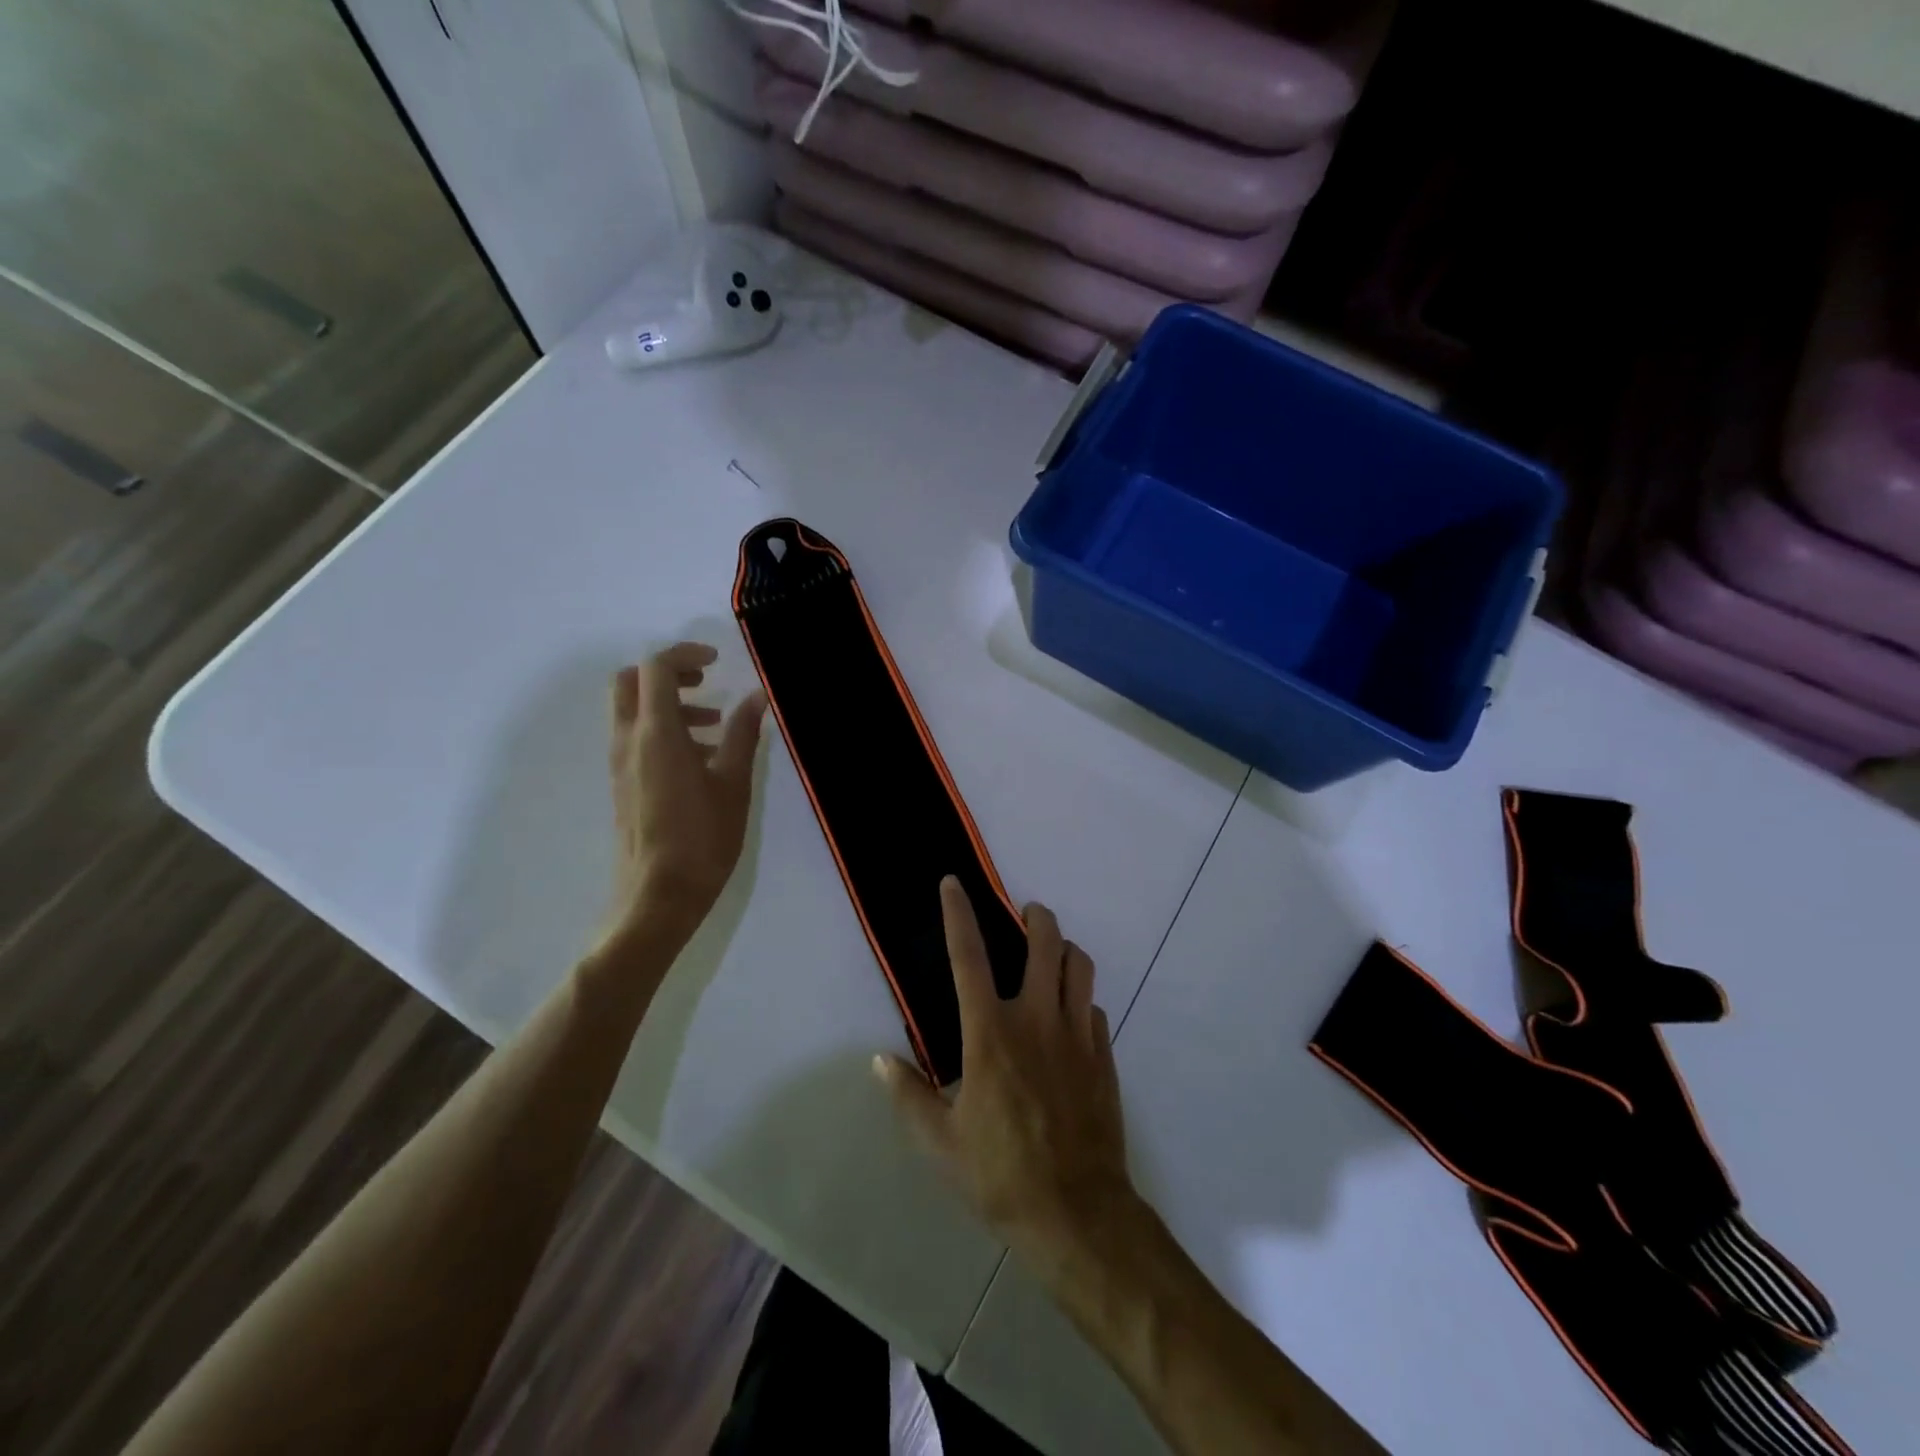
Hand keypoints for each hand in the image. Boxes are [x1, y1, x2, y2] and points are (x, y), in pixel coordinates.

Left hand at [600, 642, 765, 954]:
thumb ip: (742, 733)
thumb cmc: (702, 837)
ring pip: (633, 712)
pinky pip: (636, 739)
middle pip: (631, 682)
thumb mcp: (733, 782)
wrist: (657, 896)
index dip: (685, 654)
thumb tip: (757, 696)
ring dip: (669, 704)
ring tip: (715, 726)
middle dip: (668, 673)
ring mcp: (620, 764)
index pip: (656, 669)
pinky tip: (702, 760)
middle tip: (705, 682)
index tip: (716, 661)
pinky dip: (663, 731)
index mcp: (656, 733)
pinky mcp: (622, 785)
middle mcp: (628, 741)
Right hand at [877, 878, 1134, 1255]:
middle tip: (1026, 915)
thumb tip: (880, 1061)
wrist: (1077, 1213)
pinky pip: (1092, 1007)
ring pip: (1080, 965)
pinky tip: (1069, 1018)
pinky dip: (1079, 999)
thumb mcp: (940, 1144)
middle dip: (1036, 917)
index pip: (969, 956)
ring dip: (1065, 950)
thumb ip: (909, 1096)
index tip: (953, 883)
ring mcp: (1077, 1034)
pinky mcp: (1104, 1055)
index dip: (958, 914)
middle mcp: (1036, 1019)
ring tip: (1051, 956)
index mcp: (990, 1033)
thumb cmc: (1000, 1175)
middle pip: (1045, 943)